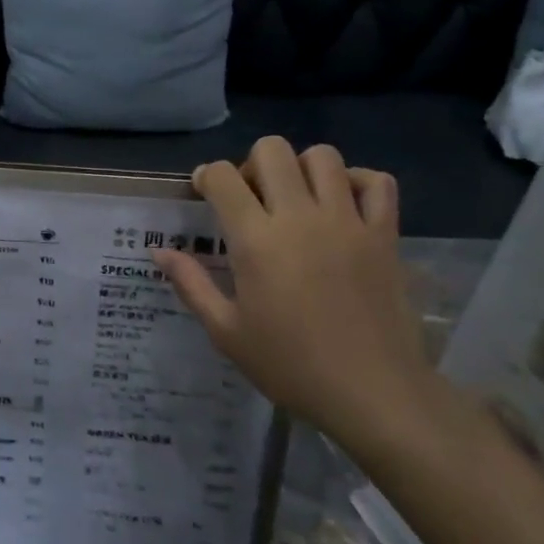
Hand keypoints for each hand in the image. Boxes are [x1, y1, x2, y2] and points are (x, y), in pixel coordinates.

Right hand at [154, 138, 438, 461]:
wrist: (372, 394)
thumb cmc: (290, 365)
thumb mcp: (226, 332)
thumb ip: (191, 284)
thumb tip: (159, 252)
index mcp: (256, 239)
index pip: (223, 176)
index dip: (206, 176)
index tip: (203, 194)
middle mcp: (300, 216)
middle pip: (272, 150)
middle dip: (251, 164)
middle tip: (250, 198)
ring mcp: (348, 221)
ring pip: (323, 156)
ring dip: (301, 167)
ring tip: (296, 199)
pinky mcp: (384, 235)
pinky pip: (378, 183)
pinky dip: (358, 181)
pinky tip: (344, 204)